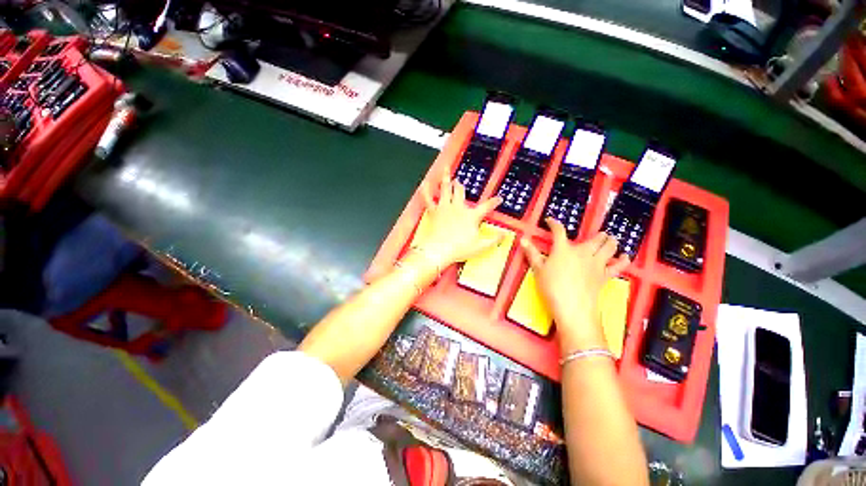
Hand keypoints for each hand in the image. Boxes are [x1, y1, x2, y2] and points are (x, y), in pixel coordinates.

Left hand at [417, 171, 502, 267]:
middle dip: (461, 185)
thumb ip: (494, 240)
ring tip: (446, 169)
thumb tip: (504, 235)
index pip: (486, 206)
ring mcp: (445, 208)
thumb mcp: (480, 246)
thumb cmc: (459, 248)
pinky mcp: (434, 212)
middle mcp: (458, 208)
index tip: (499, 198)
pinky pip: (428, 198)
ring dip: (446, 178)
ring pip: (446, 189)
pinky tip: (425, 183)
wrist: (439, 250)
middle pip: (461, 192)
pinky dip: (426, 190)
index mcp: (471, 215)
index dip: (494, 202)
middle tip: (460, 181)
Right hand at [521, 219, 629, 351]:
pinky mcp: (605, 275)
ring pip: (609, 247)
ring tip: (610, 239)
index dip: (554, 224)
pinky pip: (618, 265)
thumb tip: (523, 239)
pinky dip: (623, 260)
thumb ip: (532, 253)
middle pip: (594, 239)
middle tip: (597, 234)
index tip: (550, 221)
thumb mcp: (538, 269)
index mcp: (563, 249)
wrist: (572, 306)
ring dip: (611, 242)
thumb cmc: (551, 287)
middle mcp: (583, 252)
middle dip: (596, 235)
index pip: (558, 231)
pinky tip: (625, 256)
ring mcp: (596, 263)